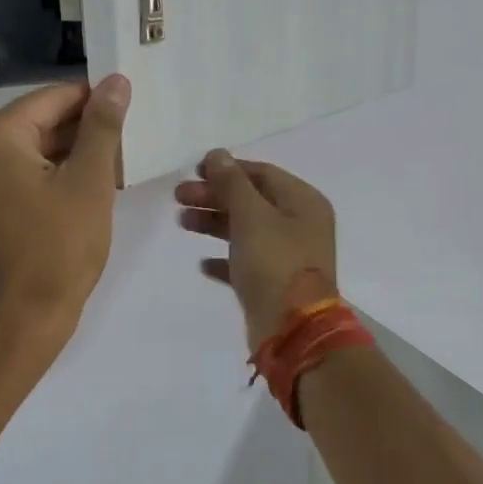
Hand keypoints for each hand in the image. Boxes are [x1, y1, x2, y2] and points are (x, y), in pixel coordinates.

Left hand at [0, 75, 129, 356]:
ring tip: (114, 170)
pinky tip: (84, 190)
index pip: (50, 100)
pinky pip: (15, 177)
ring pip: (27, 152)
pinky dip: (47, 179)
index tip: (129, 110)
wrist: (19, 321)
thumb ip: (102, 126)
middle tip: (126, 146)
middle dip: (82, 133)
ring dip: (68, 158)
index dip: (94, 101)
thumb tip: (115, 81)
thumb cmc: (57, 249)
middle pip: (36, 124)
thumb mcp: (89, 182)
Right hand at [175, 151, 337, 348]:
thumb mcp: (251, 216)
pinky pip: (246, 263)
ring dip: (214, 223)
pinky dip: (224, 259)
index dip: (227, 169)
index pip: (262, 174)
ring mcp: (288, 256)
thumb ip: (232, 183)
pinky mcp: (274, 284)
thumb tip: (217, 154)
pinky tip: (203, 262)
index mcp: (303, 203)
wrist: (292, 330)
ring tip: (182, 222)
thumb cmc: (274, 263)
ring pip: (246, 230)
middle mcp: (299, 226)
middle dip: (215, 196)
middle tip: (179, 197)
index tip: (193, 171)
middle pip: (251, 201)